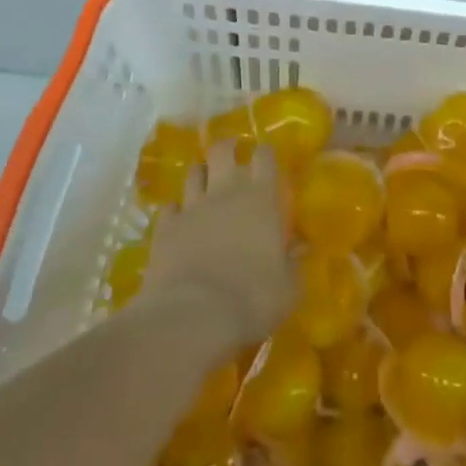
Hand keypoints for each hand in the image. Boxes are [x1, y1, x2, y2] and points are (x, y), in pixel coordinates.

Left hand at [141, 147, 294, 349]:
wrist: (192, 317)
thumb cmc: (252, 299)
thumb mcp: (288, 288)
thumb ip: (294, 262)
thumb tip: (301, 247)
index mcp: (262, 198)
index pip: (265, 156)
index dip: (265, 154)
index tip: (267, 161)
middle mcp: (226, 192)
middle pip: (222, 150)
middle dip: (227, 148)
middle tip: (232, 159)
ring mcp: (192, 207)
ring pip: (194, 172)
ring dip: (201, 175)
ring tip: (206, 186)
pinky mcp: (165, 227)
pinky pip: (170, 207)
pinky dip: (176, 210)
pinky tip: (180, 221)